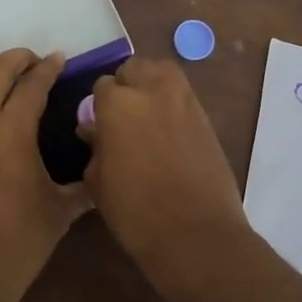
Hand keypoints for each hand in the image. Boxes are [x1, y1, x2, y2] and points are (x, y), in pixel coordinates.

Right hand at [79, 57, 254, 295]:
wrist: (195, 233)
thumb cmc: (134, 211)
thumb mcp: (98, 181)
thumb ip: (95, 146)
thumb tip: (94, 130)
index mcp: (117, 104)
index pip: (102, 86)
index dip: (99, 105)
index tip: (99, 124)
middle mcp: (151, 90)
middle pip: (135, 68)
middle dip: (126, 85)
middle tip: (123, 114)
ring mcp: (184, 100)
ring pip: (163, 73)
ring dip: (152, 85)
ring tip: (147, 115)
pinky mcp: (206, 117)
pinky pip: (184, 96)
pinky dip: (173, 104)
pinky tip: (168, 131)